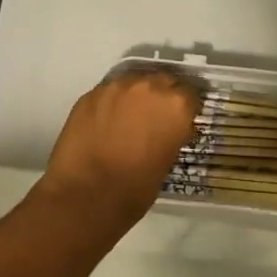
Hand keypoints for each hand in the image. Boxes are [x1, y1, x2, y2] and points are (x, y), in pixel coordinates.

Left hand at [35, 69, 201, 234]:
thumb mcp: (168, 160)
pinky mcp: (91, 93)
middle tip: (156, 116)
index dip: (185, 108)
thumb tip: (170, 129)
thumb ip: (172, 134)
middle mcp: (149, 86)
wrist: (86, 195)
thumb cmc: (136, 188)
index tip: (180, 120)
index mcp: (176, 104)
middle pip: (163, 81)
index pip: (190, 95)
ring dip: (136, 96)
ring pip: (133, 82)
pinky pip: (109, 92)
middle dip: (162, 96)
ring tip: (129, 117)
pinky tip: (106, 122)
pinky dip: (112, 103)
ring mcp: (117, 86)